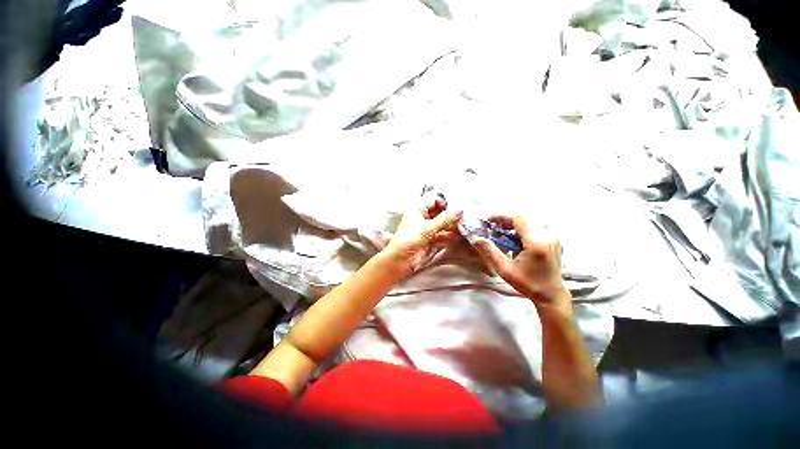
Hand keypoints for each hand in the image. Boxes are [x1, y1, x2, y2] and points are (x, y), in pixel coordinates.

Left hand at [384, 193, 462, 276]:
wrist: (400, 261)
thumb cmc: (410, 240)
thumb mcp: (428, 228)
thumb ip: (445, 219)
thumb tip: (460, 209)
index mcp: (418, 210)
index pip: (434, 201)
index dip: (445, 203)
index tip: (459, 206)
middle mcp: (423, 218)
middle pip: (440, 213)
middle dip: (451, 216)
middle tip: (465, 217)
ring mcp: (427, 229)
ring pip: (442, 225)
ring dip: (451, 226)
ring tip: (464, 227)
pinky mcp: (430, 240)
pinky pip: (442, 235)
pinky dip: (449, 236)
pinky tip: (458, 236)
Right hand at [473, 215, 569, 308]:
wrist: (551, 295)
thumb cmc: (528, 283)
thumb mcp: (505, 269)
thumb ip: (490, 251)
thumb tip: (476, 238)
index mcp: (537, 242)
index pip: (518, 219)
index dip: (502, 217)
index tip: (488, 220)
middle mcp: (548, 236)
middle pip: (523, 219)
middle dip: (506, 222)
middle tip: (493, 229)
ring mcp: (553, 237)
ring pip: (528, 223)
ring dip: (513, 226)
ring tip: (502, 236)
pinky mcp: (553, 240)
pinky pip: (534, 228)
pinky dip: (521, 231)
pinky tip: (514, 241)